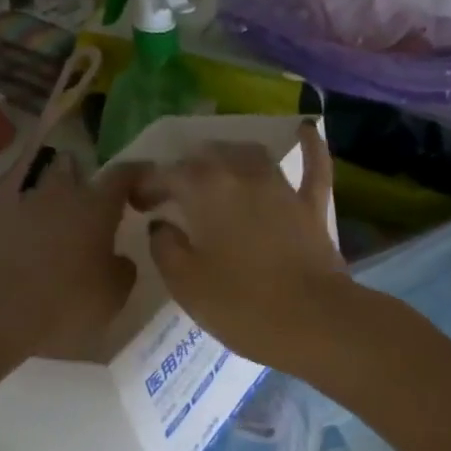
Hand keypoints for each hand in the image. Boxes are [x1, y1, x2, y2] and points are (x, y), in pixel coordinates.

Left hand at [0, 155, 139, 351]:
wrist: (2, 312)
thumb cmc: (71, 298)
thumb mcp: (115, 292)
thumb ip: (123, 268)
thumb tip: (119, 259)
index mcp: (96, 205)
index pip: (122, 174)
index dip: (138, 173)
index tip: (148, 177)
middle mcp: (61, 196)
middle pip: (72, 168)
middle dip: (85, 175)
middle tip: (98, 195)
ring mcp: (27, 210)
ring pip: (47, 191)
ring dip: (59, 200)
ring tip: (71, 223)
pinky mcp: (2, 231)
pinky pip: (28, 218)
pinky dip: (40, 226)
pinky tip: (47, 246)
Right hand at [134, 124, 347, 369]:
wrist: (312, 321)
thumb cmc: (241, 305)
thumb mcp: (185, 284)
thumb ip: (165, 248)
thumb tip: (163, 226)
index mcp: (205, 189)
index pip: (166, 174)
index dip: (147, 185)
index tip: (137, 203)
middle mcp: (243, 174)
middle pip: (207, 158)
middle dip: (186, 170)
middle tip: (174, 194)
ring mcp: (282, 188)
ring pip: (250, 156)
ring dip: (229, 158)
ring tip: (216, 170)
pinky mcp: (312, 207)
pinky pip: (313, 167)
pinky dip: (308, 147)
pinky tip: (304, 129)